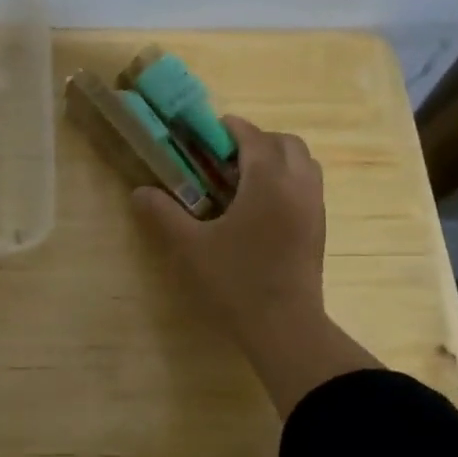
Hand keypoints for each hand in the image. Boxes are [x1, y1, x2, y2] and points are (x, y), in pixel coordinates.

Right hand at [132, 116, 377, 413]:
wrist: (284, 327)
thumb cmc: (235, 281)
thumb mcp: (190, 246)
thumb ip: (163, 214)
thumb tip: (139, 192)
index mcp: (268, 181)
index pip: (253, 136)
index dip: (229, 129)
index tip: (205, 135)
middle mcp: (298, 185)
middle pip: (285, 143)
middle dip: (255, 141)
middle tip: (224, 160)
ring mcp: (314, 206)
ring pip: (302, 163)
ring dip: (275, 160)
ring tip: (243, 182)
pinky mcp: (319, 227)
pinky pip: (307, 186)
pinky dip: (286, 181)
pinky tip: (259, 209)